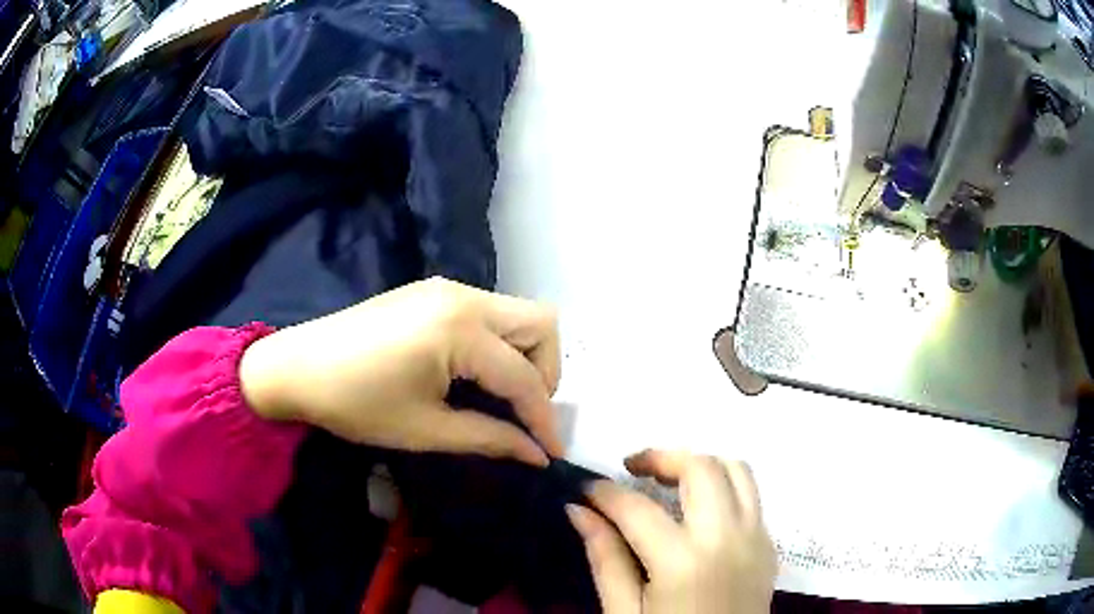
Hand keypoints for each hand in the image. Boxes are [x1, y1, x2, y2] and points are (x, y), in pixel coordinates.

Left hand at [238, 277, 562, 465]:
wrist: (296, 367)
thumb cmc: (355, 403)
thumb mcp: (425, 429)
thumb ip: (490, 438)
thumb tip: (537, 454)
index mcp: (461, 330)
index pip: (525, 377)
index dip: (543, 419)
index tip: (550, 453)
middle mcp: (463, 296)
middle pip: (540, 324)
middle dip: (545, 372)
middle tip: (522, 412)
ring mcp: (447, 288)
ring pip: (517, 314)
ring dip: (523, 355)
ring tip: (500, 396)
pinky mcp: (432, 292)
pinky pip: (488, 312)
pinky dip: (497, 343)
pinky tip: (472, 373)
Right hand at [568, 450, 776, 612]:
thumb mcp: (623, 612)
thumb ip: (604, 558)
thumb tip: (579, 511)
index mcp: (683, 563)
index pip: (637, 509)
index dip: (605, 492)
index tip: (586, 490)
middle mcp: (728, 538)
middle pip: (702, 468)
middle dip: (661, 456)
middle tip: (632, 468)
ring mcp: (757, 538)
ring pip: (737, 470)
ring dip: (700, 464)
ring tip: (669, 479)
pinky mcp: (769, 545)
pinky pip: (752, 497)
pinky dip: (724, 487)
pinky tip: (700, 510)